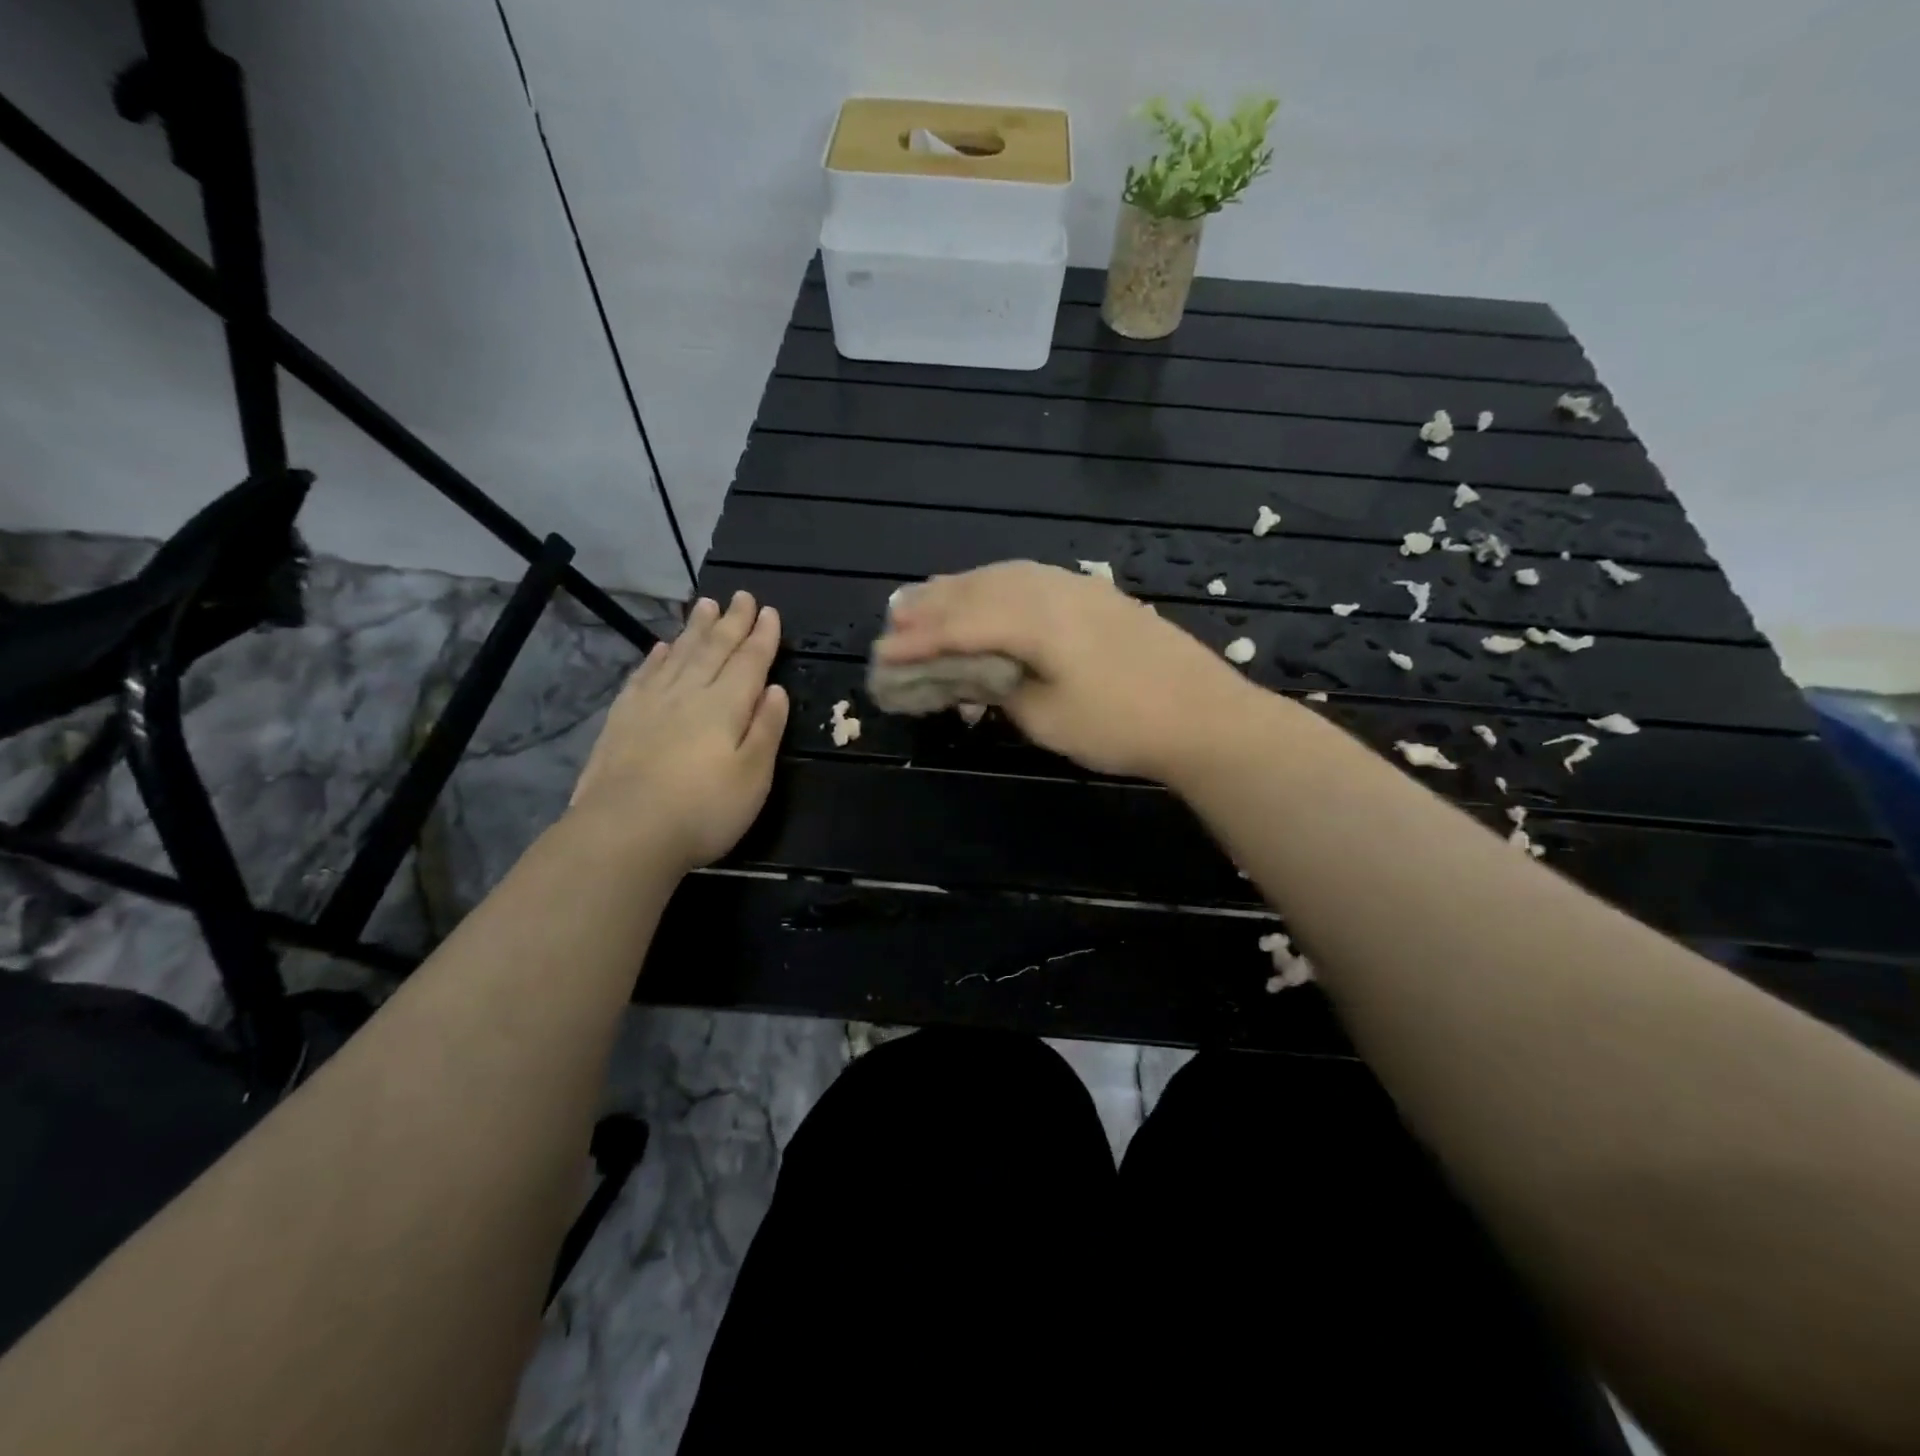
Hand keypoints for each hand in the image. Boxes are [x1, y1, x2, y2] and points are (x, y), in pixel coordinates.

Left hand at [570, 591, 788, 871]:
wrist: (625, 831)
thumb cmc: (704, 809)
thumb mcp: (754, 776)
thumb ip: (766, 729)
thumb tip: (775, 689)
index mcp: (726, 706)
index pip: (749, 662)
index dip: (762, 637)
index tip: (770, 612)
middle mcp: (689, 694)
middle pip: (714, 649)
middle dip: (731, 622)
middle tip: (741, 596)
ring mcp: (651, 704)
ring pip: (679, 655)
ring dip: (695, 629)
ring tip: (705, 605)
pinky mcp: (622, 719)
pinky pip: (645, 676)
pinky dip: (657, 658)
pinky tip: (662, 648)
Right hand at [875, 561, 1267, 779]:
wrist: (1204, 715)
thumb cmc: (1120, 725)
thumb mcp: (1046, 718)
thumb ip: (1000, 689)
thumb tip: (974, 675)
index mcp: (1034, 618)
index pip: (961, 624)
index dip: (919, 640)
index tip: (883, 654)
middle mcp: (1051, 589)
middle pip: (977, 590)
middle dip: (931, 606)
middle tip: (893, 620)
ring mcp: (1078, 586)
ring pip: (1004, 576)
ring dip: (961, 589)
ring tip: (927, 599)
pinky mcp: (1096, 594)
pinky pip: (1030, 579)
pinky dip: (996, 586)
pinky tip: (989, 594)